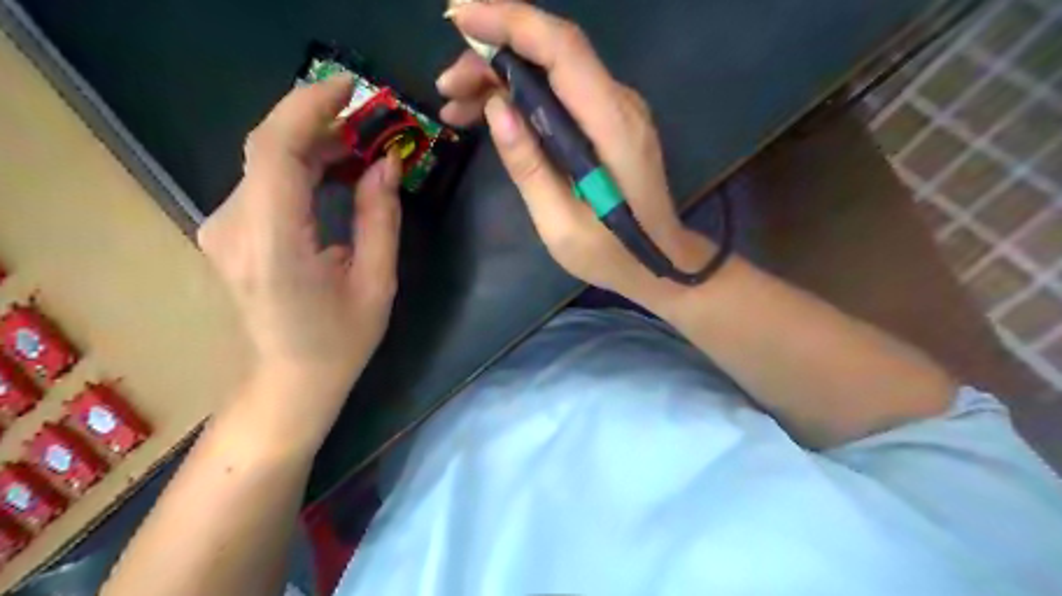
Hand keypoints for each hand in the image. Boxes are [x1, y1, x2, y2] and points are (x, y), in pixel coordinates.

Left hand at [199, 75, 402, 403]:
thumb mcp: (377, 283)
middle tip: (371, 122)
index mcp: (275, 246)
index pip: (275, 152)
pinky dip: (300, 165)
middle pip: (268, 148)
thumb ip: (379, 218)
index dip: (309, 109)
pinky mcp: (228, 231)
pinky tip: (333, 171)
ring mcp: (223, 229)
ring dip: (313, 145)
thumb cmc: (340, 342)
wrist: (288, 381)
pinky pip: (263, 181)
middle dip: (320, 123)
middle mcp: (234, 228)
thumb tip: (387, 163)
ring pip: (265, 161)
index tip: (349, 88)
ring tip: (361, 147)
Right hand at [441, 1, 712, 301]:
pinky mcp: (608, 122)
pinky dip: (522, 96)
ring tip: (455, 106)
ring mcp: (617, 110)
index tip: (460, 18)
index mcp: (611, 126)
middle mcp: (619, 104)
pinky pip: (561, 93)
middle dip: (493, 56)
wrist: (660, 261)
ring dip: (501, 77)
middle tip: (446, 88)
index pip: (563, 49)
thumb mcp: (560, 224)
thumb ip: (529, 165)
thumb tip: (496, 107)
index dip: (512, 22)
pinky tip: (490, 116)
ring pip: (553, 71)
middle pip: (553, 53)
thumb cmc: (611, 253)